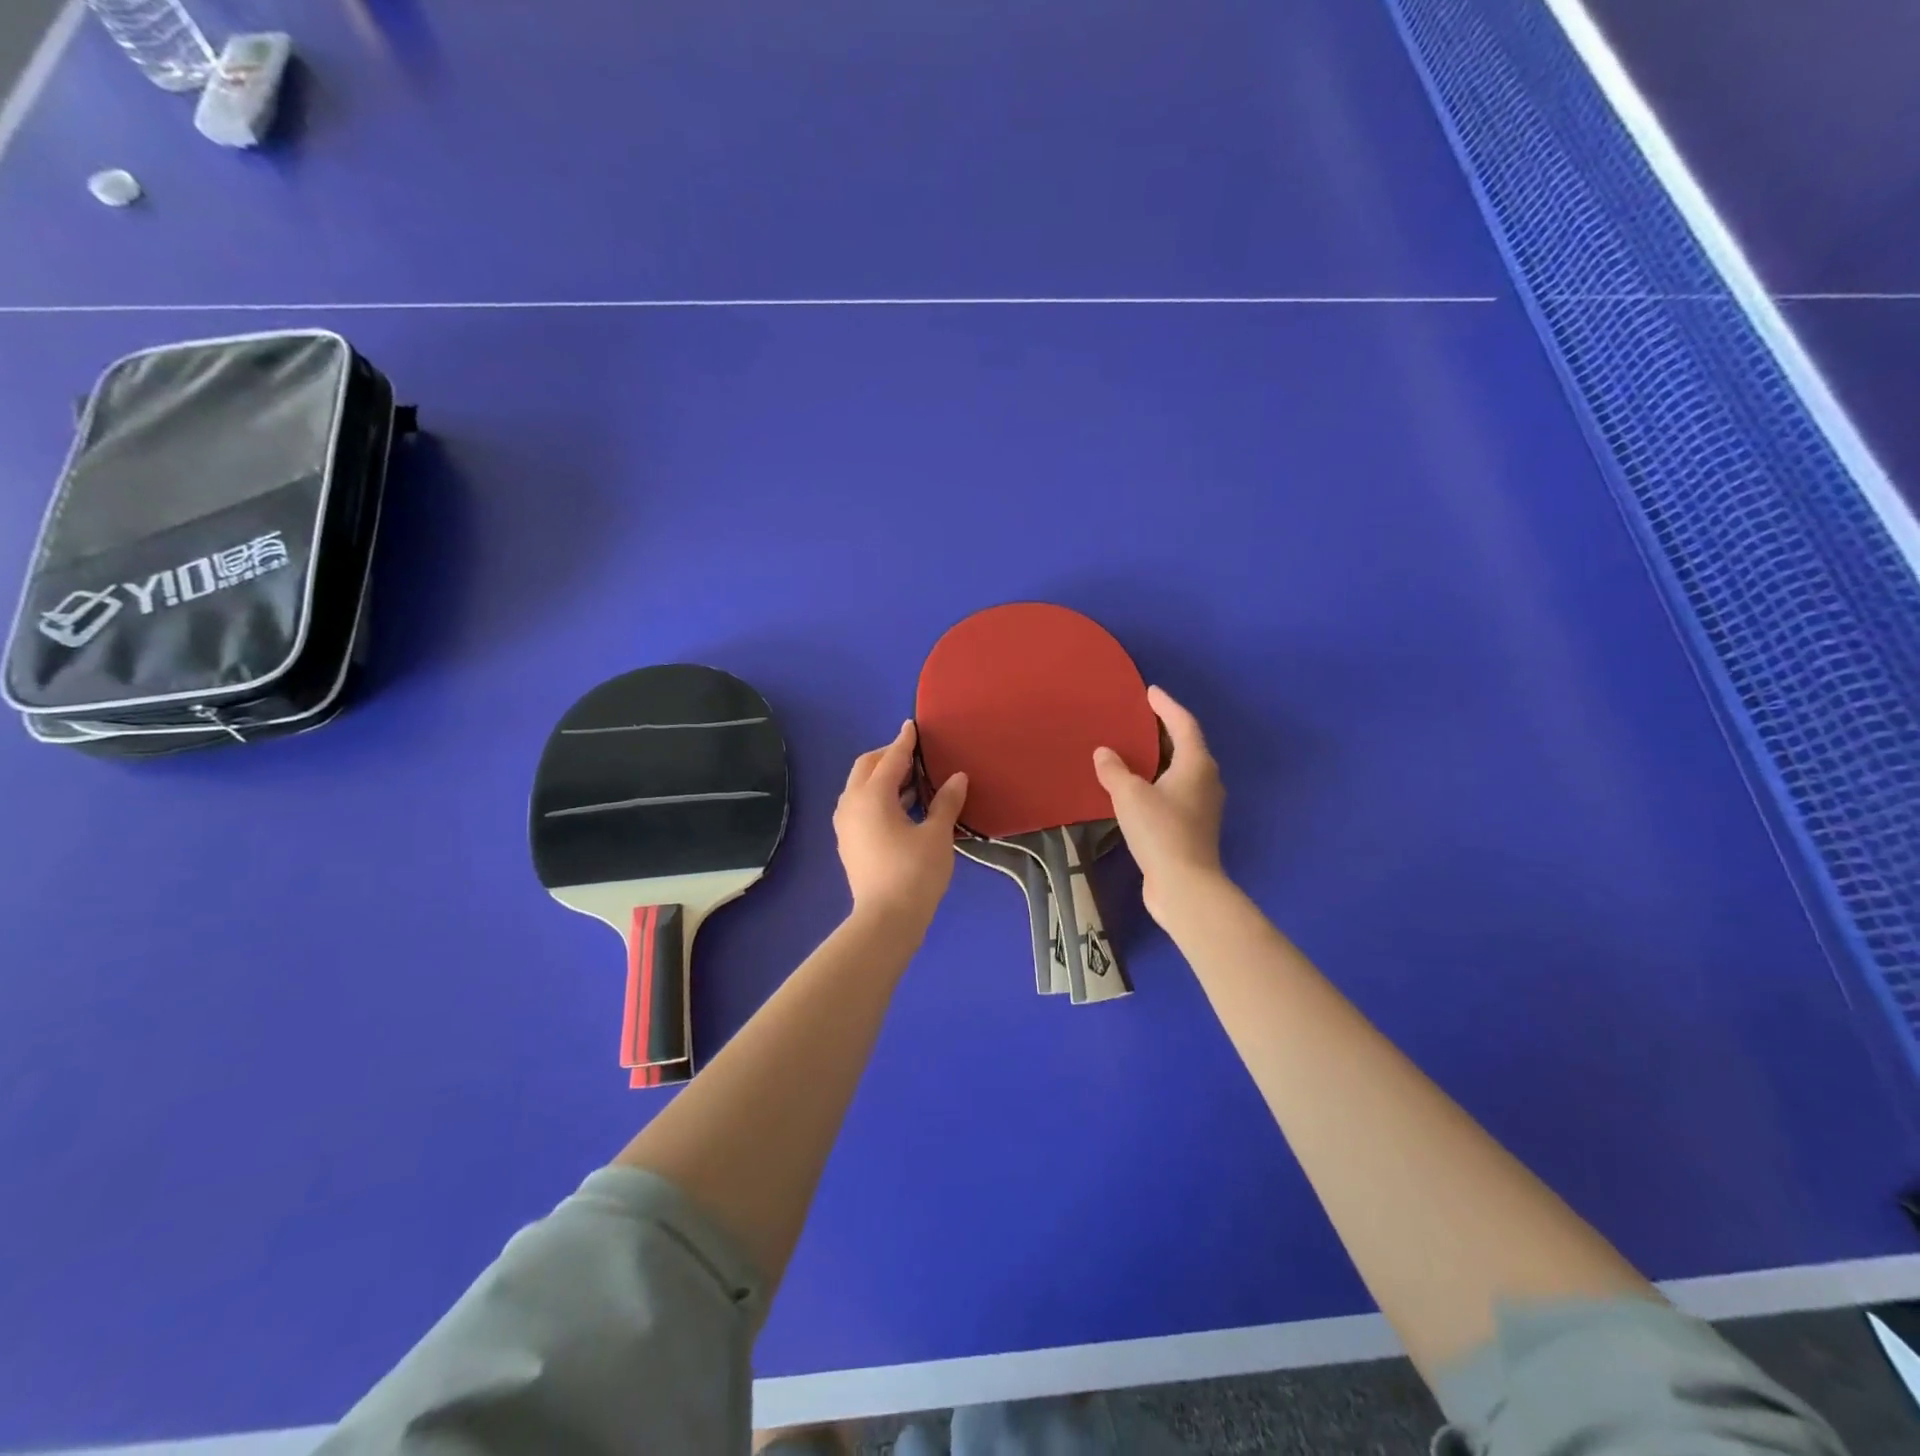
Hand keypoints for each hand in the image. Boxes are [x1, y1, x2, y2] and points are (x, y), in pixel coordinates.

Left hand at [834, 721, 967, 932]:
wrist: (886, 919)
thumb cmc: (914, 872)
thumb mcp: (937, 834)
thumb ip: (946, 802)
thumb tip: (958, 777)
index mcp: (872, 795)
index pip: (891, 758)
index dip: (904, 741)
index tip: (912, 726)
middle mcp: (851, 804)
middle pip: (867, 767)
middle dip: (889, 756)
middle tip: (914, 756)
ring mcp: (846, 824)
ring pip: (860, 788)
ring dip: (883, 778)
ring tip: (913, 782)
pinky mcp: (848, 842)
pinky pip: (860, 806)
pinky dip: (878, 797)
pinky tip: (902, 808)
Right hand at [1093, 686, 1226, 925]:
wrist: (1185, 885)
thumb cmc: (1160, 831)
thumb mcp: (1129, 795)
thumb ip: (1114, 770)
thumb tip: (1104, 753)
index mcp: (1196, 764)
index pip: (1183, 724)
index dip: (1166, 706)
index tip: (1150, 692)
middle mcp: (1206, 780)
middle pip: (1186, 745)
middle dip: (1164, 730)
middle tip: (1139, 719)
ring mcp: (1203, 806)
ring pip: (1182, 770)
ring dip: (1161, 758)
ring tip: (1136, 751)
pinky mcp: (1194, 827)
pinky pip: (1176, 791)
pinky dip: (1159, 781)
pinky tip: (1139, 788)